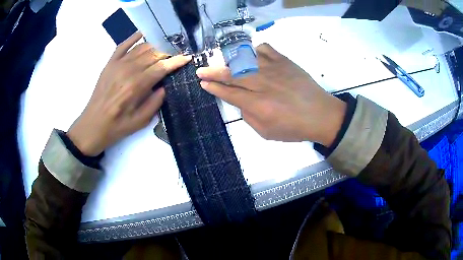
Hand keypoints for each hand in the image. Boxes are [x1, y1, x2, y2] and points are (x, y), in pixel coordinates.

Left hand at [67, 32, 190, 155]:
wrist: (93, 125)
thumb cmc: (117, 126)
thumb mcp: (141, 121)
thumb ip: (156, 102)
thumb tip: (165, 85)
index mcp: (136, 86)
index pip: (161, 67)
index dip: (176, 61)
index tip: (187, 57)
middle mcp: (128, 70)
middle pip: (153, 54)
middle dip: (168, 53)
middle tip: (177, 55)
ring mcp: (118, 64)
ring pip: (141, 48)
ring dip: (155, 46)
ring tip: (164, 49)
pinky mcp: (110, 63)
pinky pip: (123, 45)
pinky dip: (134, 38)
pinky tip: (143, 34)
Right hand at [196, 43, 345, 146]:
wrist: (321, 114)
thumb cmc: (295, 128)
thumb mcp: (267, 133)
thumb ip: (249, 117)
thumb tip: (240, 102)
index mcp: (258, 104)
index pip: (229, 93)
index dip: (214, 88)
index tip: (203, 83)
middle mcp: (263, 84)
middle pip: (232, 74)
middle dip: (213, 72)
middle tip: (201, 70)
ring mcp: (274, 69)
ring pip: (246, 59)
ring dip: (231, 60)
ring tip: (224, 62)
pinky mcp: (285, 61)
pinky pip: (265, 49)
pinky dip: (255, 50)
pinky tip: (253, 56)